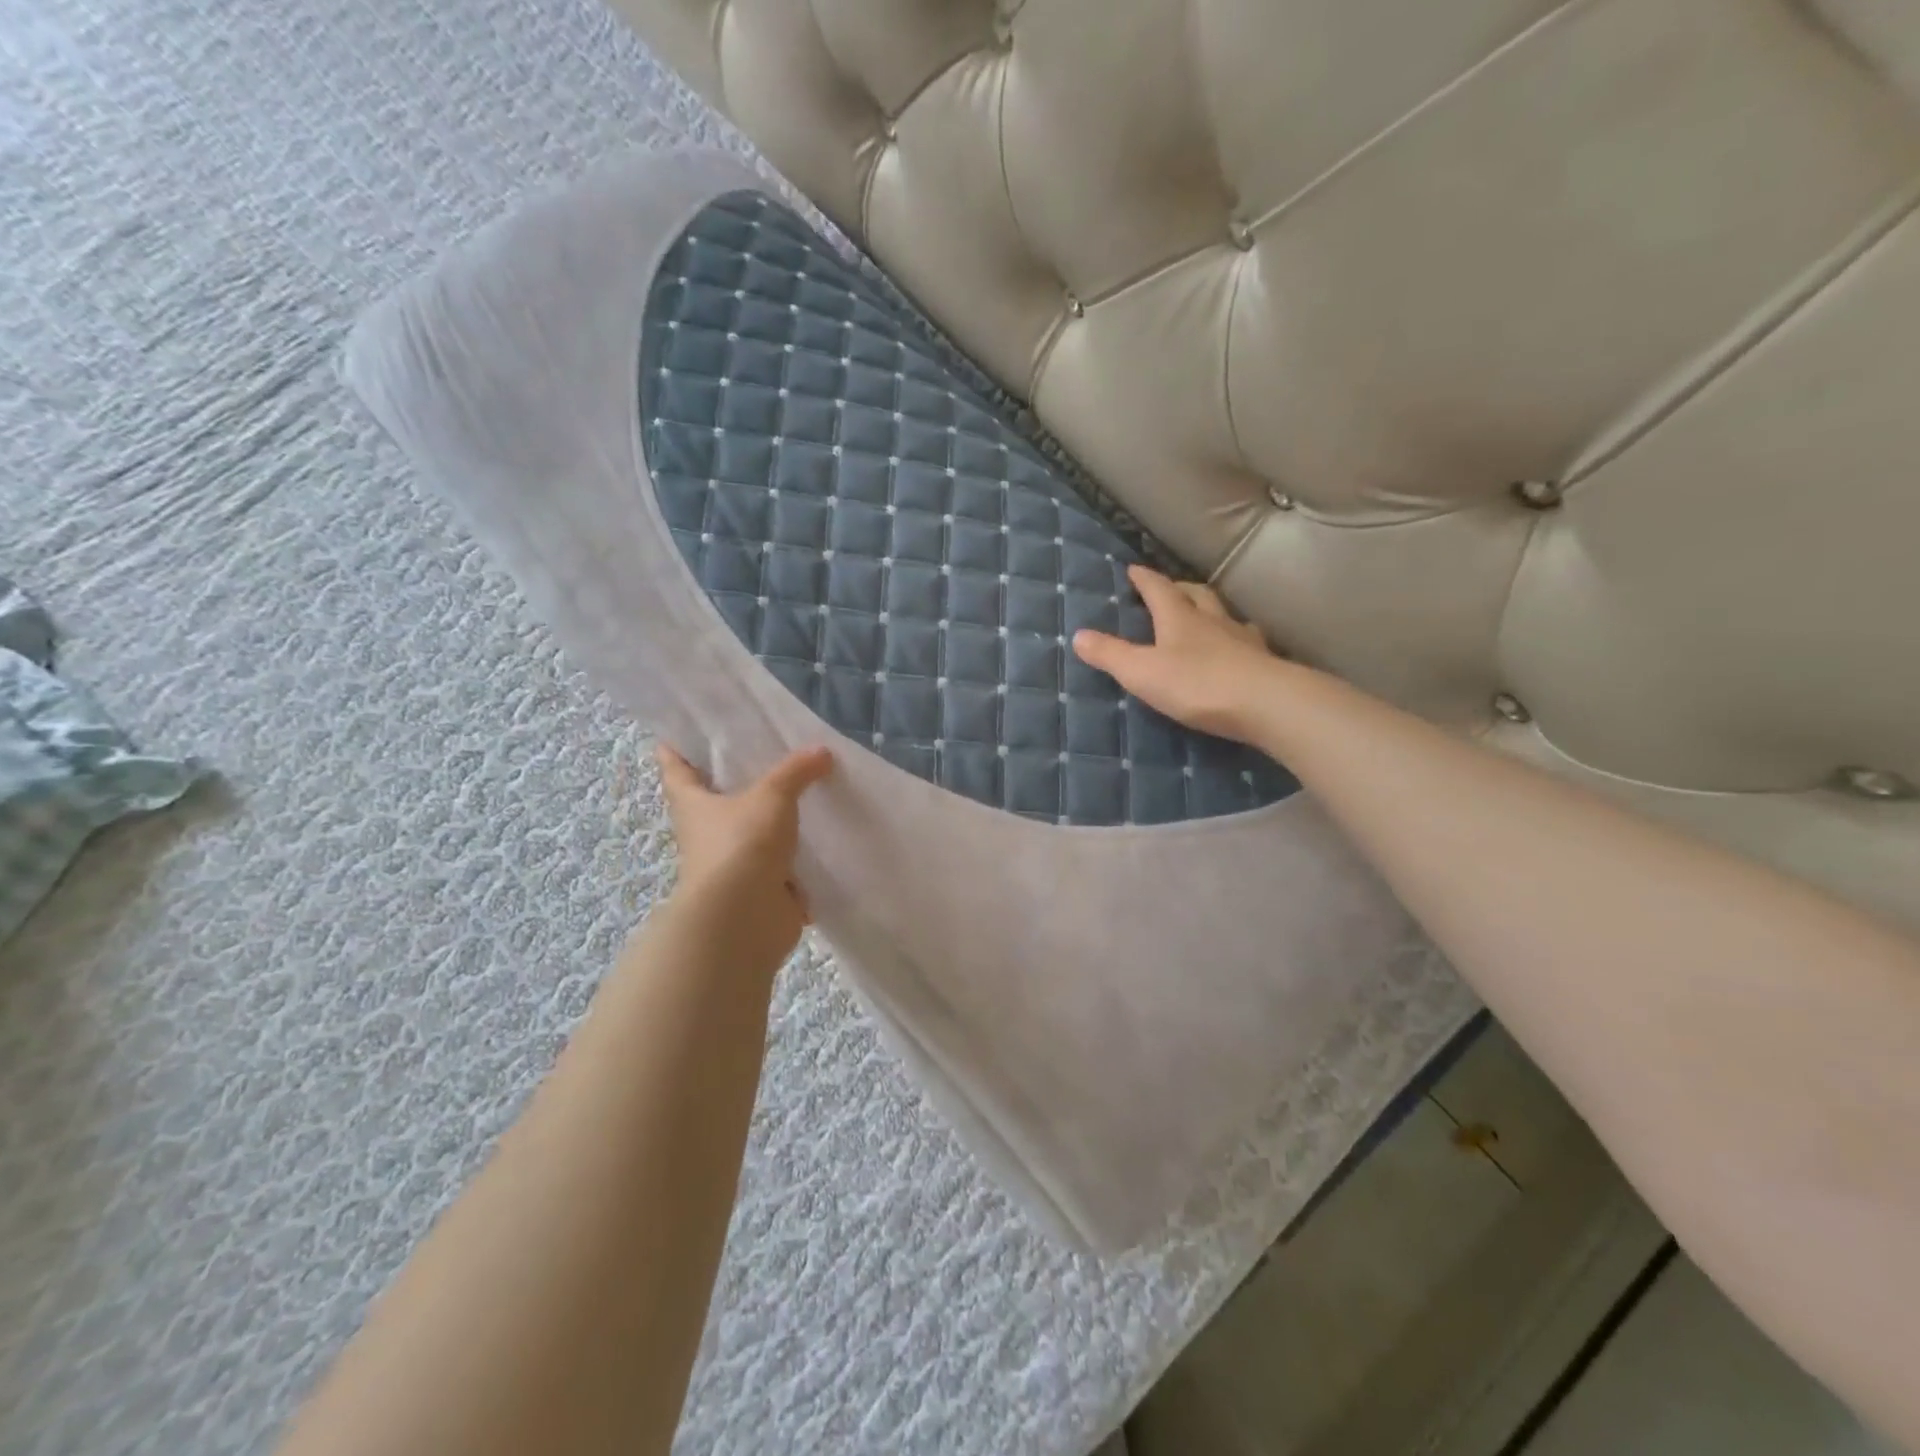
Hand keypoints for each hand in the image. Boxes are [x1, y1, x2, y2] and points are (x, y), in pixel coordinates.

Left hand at [656, 744, 833, 965]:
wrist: (744, 919)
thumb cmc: (742, 845)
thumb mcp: (771, 796)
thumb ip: (796, 771)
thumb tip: (821, 751)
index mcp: (694, 804)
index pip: (676, 768)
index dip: (676, 749)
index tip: (681, 731)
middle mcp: (708, 832)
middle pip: (718, 800)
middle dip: (737, 782)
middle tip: (765, 753)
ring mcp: (735, 864)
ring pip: (754, 833)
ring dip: (775, 822)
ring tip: (808, 793)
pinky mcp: (761, 889)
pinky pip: (784, 867)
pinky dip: (800, 859)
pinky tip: (825, 841)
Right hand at [1072, 566, 1277, 742]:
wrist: (1265, 704)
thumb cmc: (1196, 684)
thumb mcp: (1141, 671)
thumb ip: (1110, 654)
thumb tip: (1077, 634)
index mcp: (1179, 618)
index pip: (1159, 590)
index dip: (1145, 579)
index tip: (1134, 568)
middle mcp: (1212, 621)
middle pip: (1197, 595)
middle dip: (1180, 588)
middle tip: (1170, 588)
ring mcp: (1242, 640)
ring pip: (1225, 615)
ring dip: (1212, 610)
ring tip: (1205, 615)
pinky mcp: (1263, 662)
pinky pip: (1246, 641)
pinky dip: (1236, 638)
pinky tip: (1238, 648)